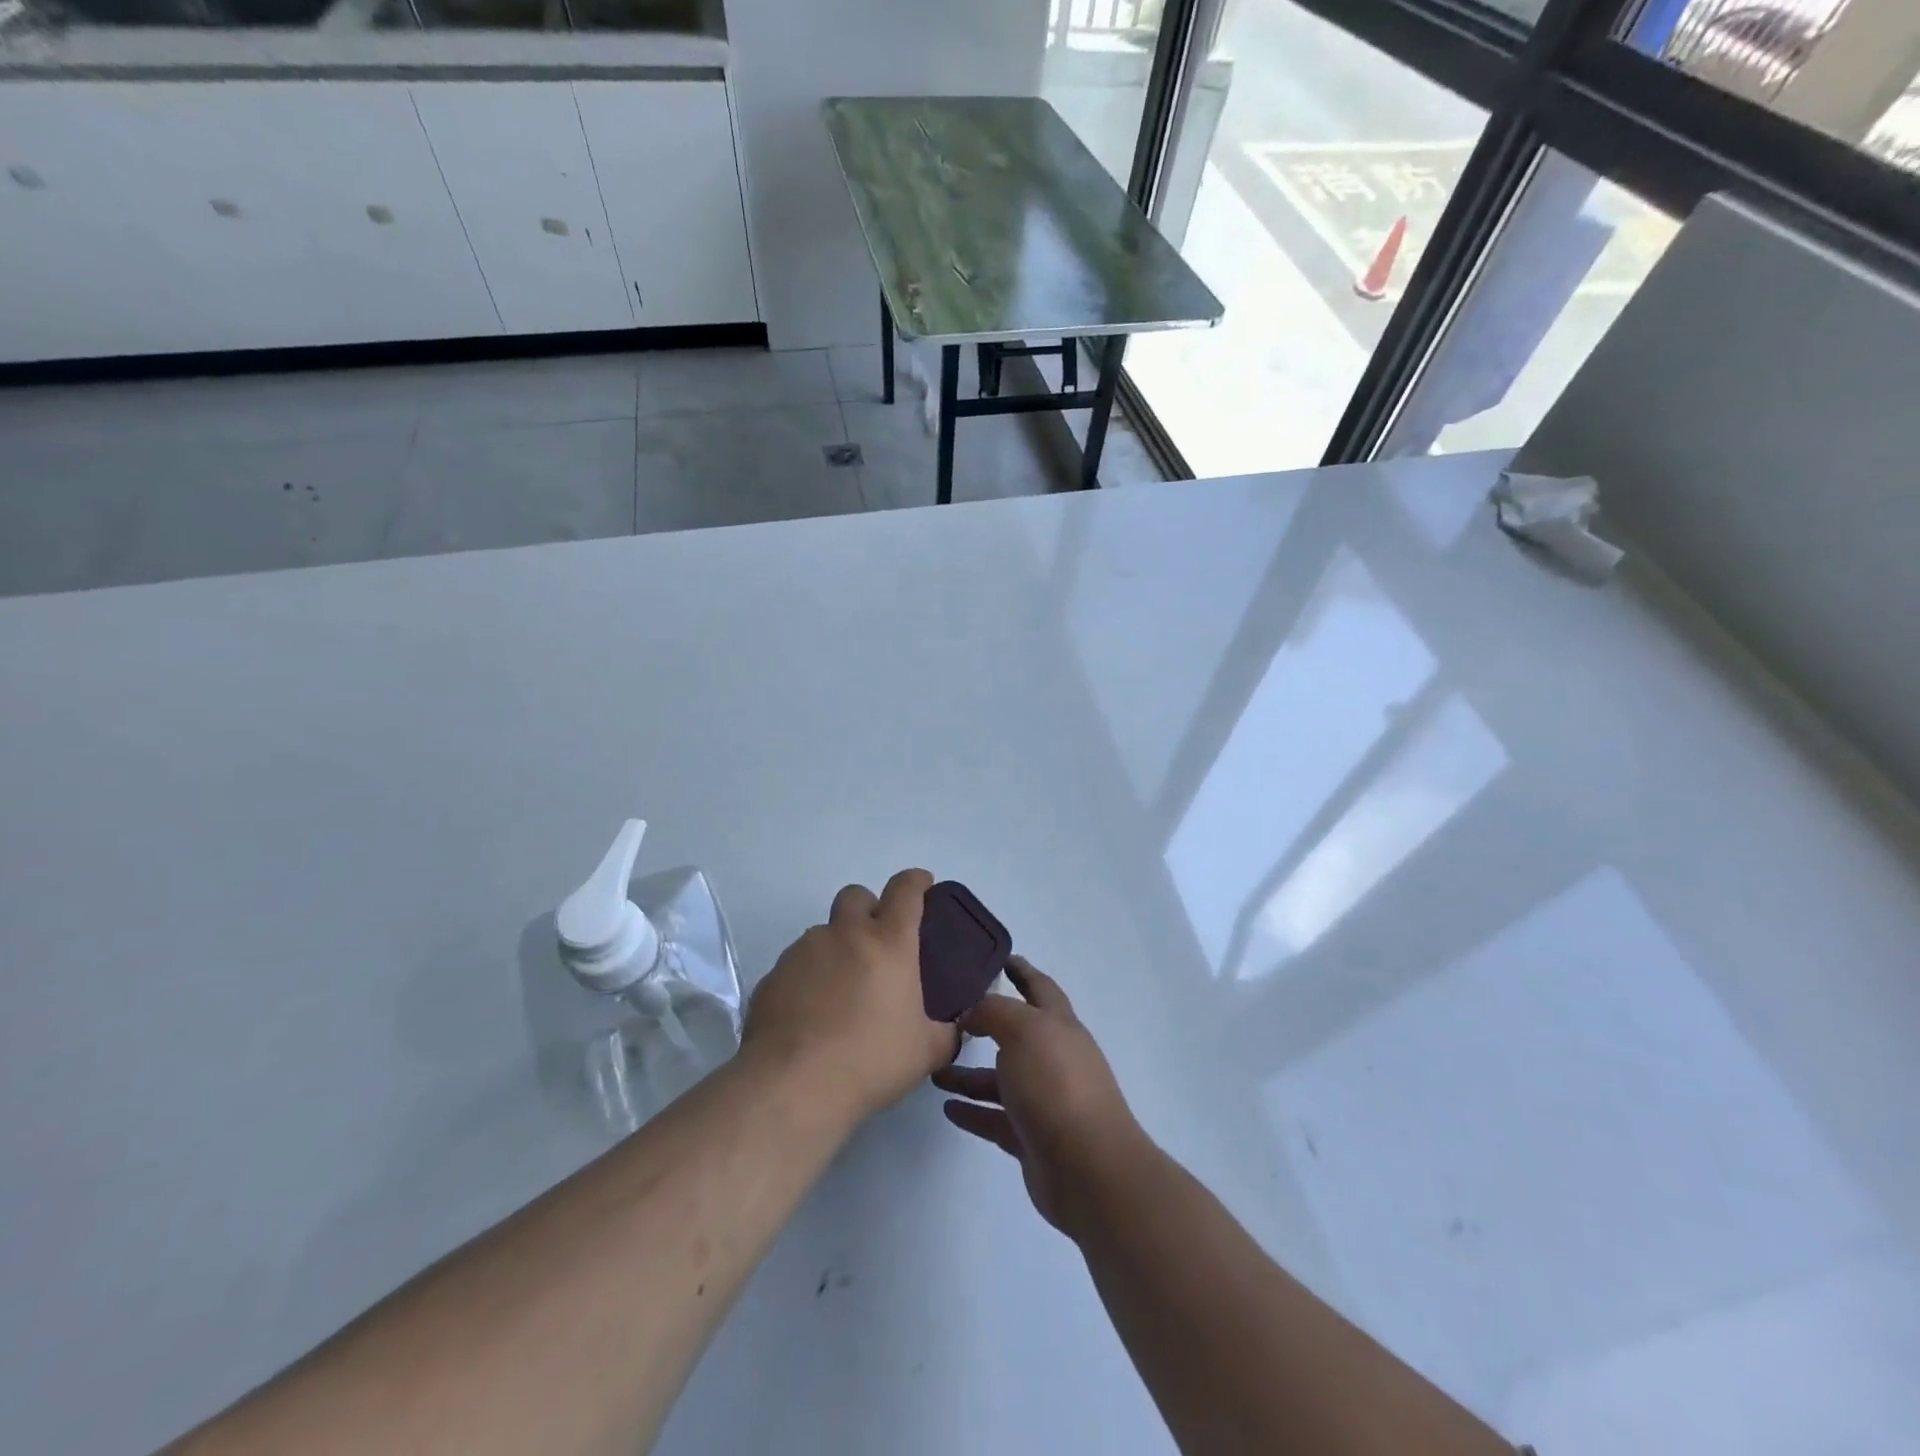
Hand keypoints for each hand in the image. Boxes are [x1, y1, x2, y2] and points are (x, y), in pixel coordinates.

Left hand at [743, 869, 959, 1124]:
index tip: (923, 885)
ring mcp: (804, 951)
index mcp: (889, 942)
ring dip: (837, 948)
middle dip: (869, 908)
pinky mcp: (773, 975)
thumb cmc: (870, 1060)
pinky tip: (811, 1015)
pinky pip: (796, 965)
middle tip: (877, 944)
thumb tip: (951, 1028)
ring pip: (823, 932)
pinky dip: (808, 978)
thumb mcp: (926, 1052)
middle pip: (856, 895)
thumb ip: (945, 1032)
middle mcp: (845, 934)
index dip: (916, 881)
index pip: (906, 890)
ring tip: (841, 991)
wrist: (793, 1085)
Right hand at [931, 957, 1151, 1236]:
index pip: (1039, 987)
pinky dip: (973, 1111)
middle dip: (986, 1024)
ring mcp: (1044, 1101)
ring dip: (969, 1073)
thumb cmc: (1056, 1084)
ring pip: (1000, 1080)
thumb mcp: (1023, 1030)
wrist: (1088, 1168)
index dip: (1021, 971)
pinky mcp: (1031, 1138)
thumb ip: (993, 1012)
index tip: (998, 957)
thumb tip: (972, 1011)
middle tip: (948, 1016)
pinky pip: (995, 1118)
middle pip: (1016, 1034)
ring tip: (934, 1069)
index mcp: (1059, 1025)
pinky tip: (947, 1107)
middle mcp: (1054, 1059)